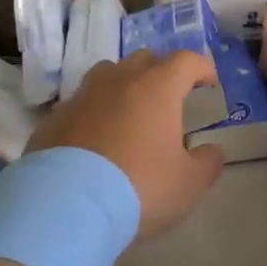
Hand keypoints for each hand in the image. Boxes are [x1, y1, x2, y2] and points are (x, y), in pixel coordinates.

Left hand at [31, 51, 225, 237]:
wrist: (68, 205)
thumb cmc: (140, 187)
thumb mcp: (189, 184)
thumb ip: (207, 163)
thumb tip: (212, 151)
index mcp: (157, 88)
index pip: (185, 61)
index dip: (201, 68)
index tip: (208, 82)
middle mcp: (118, 81)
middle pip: (143, 60)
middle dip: (160, 71)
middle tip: (169, 96)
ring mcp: (82, 96)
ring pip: (107, 74)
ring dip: (123, 85)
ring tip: (129, 110)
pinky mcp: (54, 118)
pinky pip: (80, 103)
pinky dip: (93, 112)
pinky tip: (95, 137)